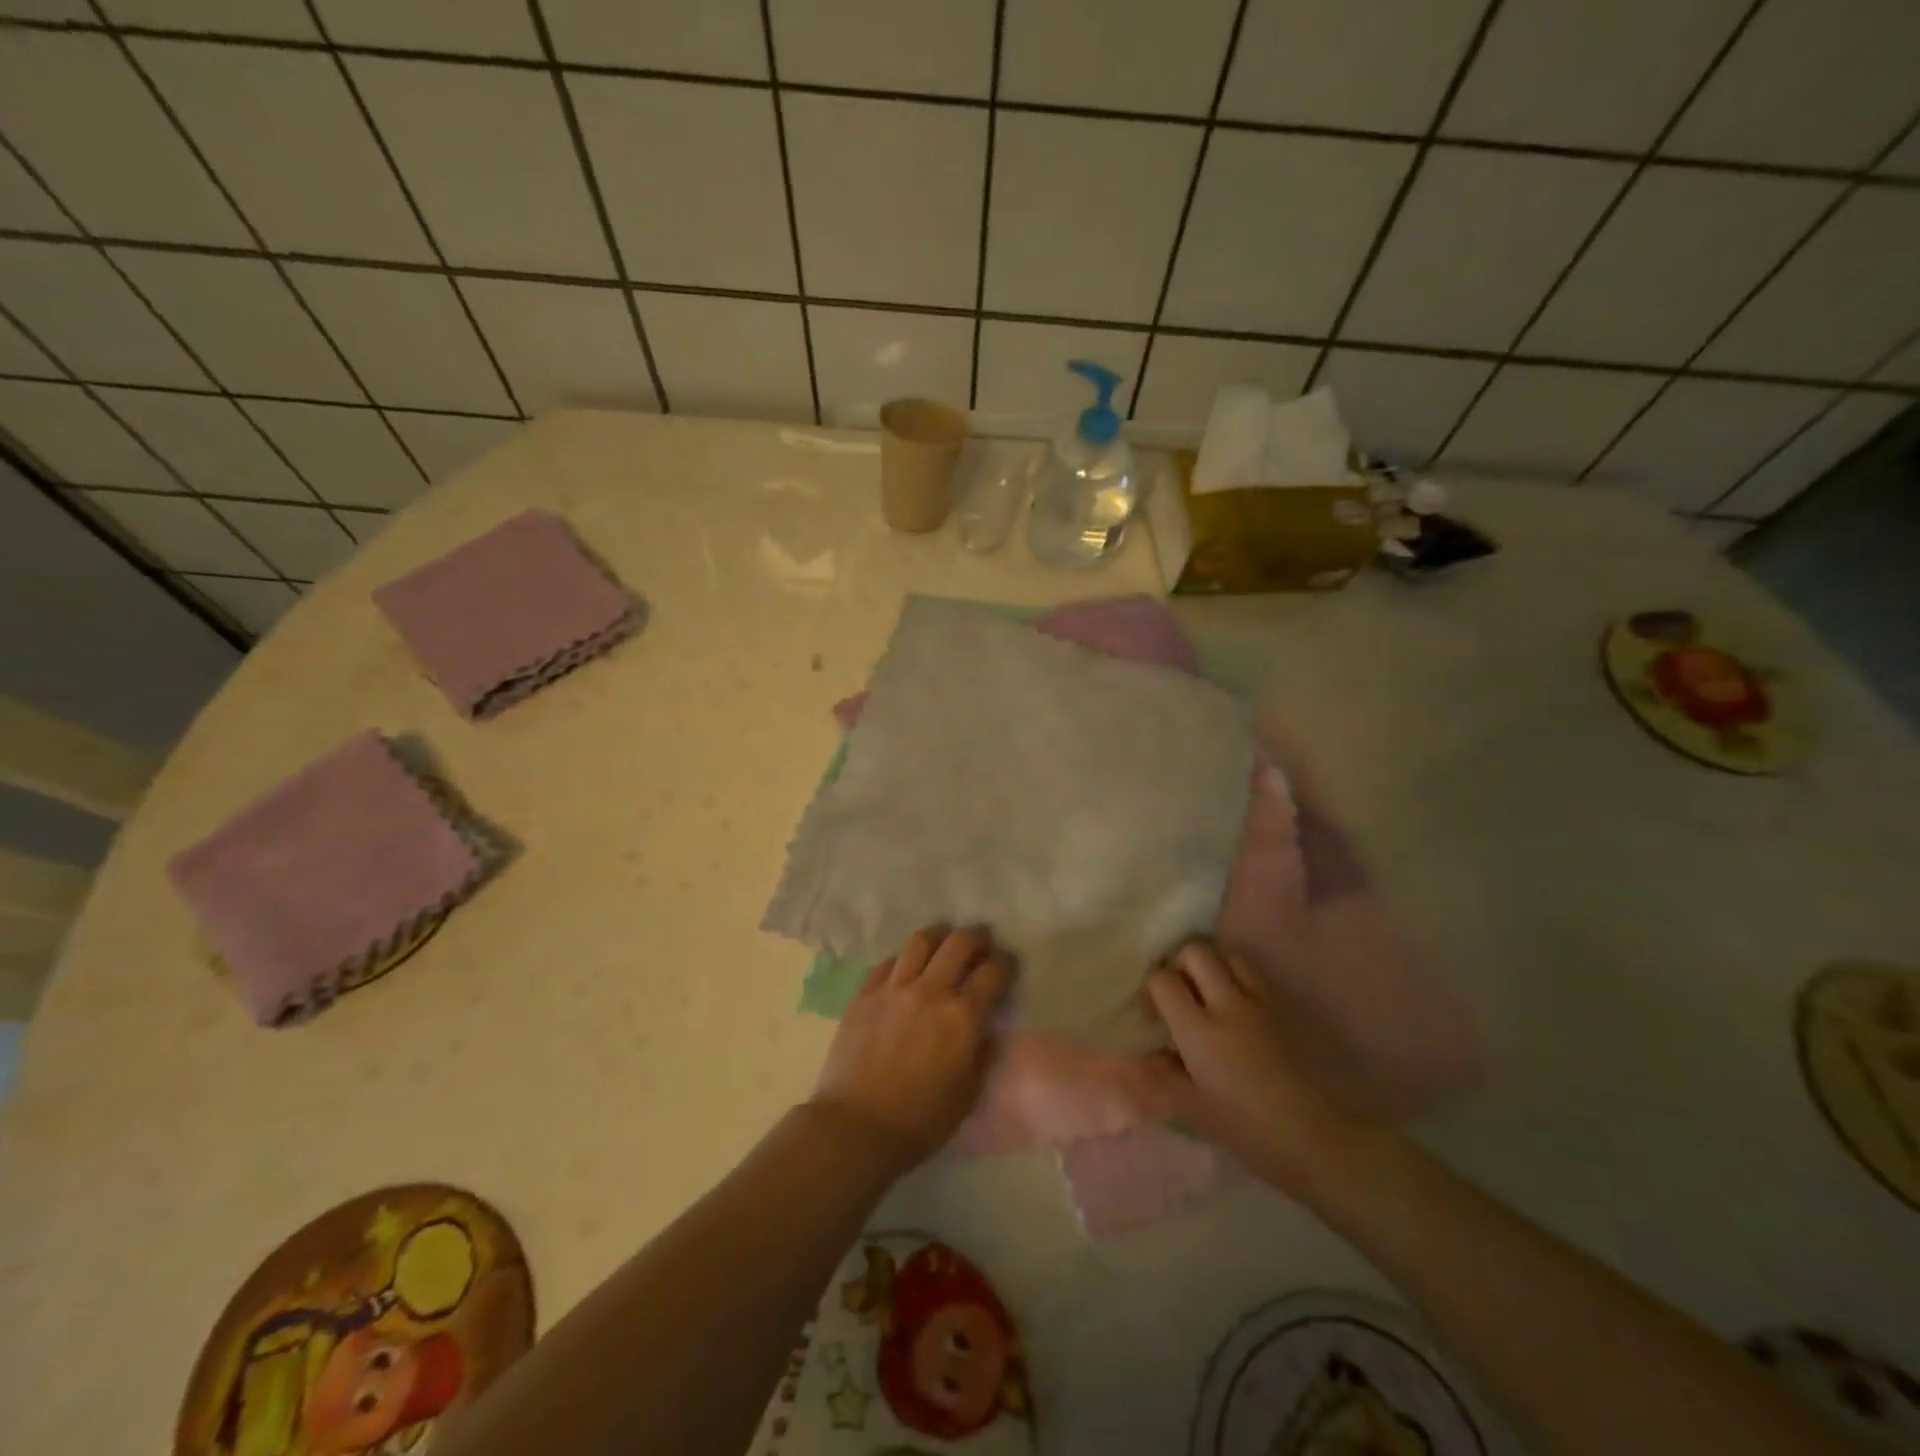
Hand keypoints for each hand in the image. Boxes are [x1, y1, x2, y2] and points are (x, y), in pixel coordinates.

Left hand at [810, 927, 1010, 1170]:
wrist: (855, 1127)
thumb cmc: (919, 1121)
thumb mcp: (967, 1096)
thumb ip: (982, 1056)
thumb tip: (986, 1031)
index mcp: (962, 1017)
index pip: (992, 974)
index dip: (1005, 963)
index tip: (1008, 963)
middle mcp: (930, 992)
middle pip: (958, 944)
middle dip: (976, 937)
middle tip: (982, 939)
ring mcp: (894, 989)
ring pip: (920, 942)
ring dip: (939, 934)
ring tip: (945, 937)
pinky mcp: (865, 994)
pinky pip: (888, 962)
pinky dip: (904, 958)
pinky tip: (907, 965)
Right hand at [1146, 940, 1366, 1195]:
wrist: (1316, 1139)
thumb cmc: (1247, 1130)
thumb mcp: (1192, 1110)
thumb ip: (1159, 1077)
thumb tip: (1140, 1057)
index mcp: (1200, 1030)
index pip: (1164, 980)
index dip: (1152, 990)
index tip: (1154, 1016)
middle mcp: (1227, 1004)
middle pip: (1196, 951)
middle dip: (1179, 965)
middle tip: (1178, 996)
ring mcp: (1259, 1002)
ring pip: (1227, 956)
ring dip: (1211, 967)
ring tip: (1207, 997)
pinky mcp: (1283, 1009)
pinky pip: (1252, 976)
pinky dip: (1237, 980)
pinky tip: (1236, 1011)